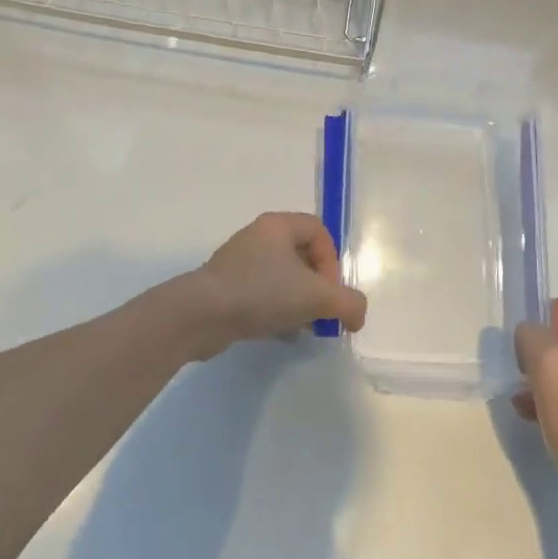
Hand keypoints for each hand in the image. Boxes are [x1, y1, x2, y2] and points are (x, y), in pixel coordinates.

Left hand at [189, 211, 367, 357]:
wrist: (201, 315)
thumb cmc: (261, 292)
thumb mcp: (316, 297)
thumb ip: (348, 303)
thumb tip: (356, 315)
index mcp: (278, 225)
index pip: (318, 231)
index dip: (332, 261)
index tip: (330, 292)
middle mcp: (258, 236)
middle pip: (301, 255)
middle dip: (317, 286)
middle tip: (320, 313)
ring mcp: (239, 261)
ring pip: (282, 277)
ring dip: (298, 301)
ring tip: (301, 327)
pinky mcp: (226, 286)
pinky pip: (262, 293)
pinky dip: (276, 310)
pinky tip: (279, 333)